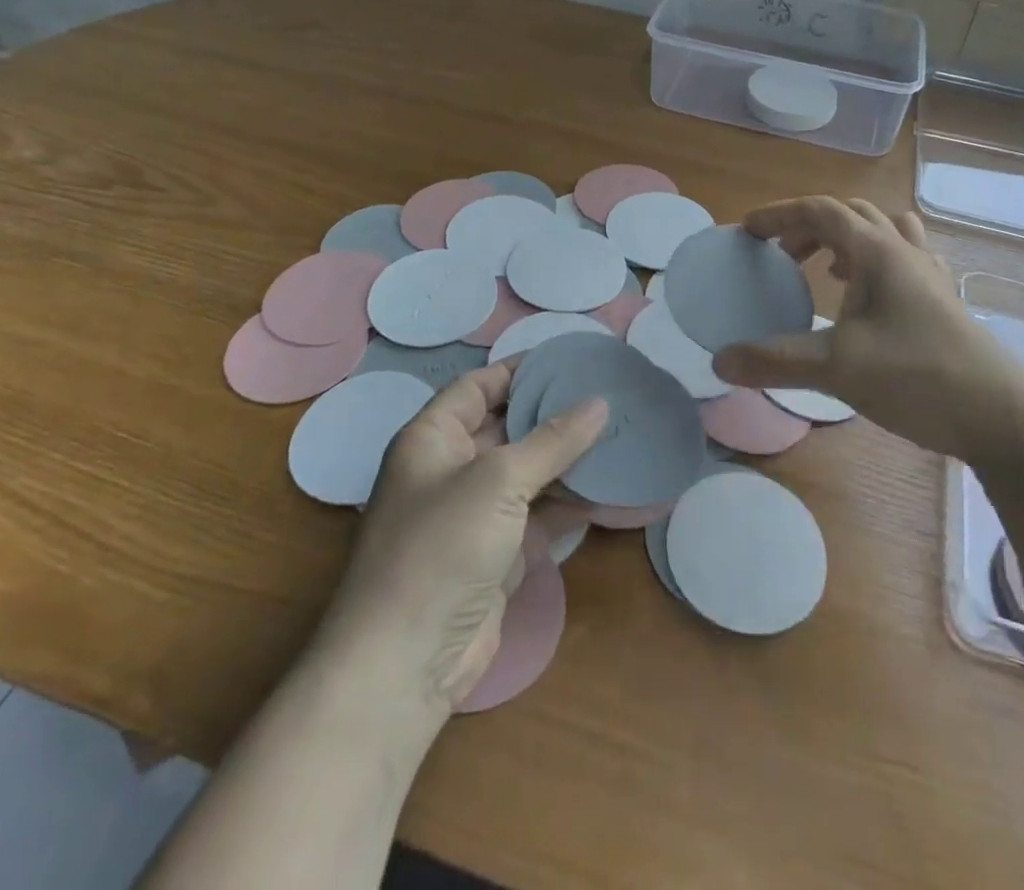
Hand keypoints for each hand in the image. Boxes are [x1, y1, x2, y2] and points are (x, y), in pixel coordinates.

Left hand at [321, 363, 607, 719]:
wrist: (405, 663)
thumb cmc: (441, 547)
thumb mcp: (499, 480)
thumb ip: (552, 440)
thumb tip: (600, 402)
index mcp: (432, 438)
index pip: (479, 386)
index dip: (521, 370)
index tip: (570, 359)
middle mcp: (450, 469)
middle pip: (507, 427)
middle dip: (552, 413)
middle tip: (606, 394)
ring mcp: (473, 515)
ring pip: (527, 472)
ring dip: (567, 458)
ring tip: (618, 433)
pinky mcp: (495, 554)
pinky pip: (538, 514)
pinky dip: (569, 501)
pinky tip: (609, 488)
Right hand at [711, 197, 1023, 469]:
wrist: (1004, 417)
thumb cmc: (919, 377)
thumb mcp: (838, 368)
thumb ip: (775, 361)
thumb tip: (719, 360)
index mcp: (878, 252)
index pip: (820, 211)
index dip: (779, 215)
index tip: (746, 231)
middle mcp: (905, 252)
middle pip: (850, 214)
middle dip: (808, 226)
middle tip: (780, 255)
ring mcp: (929, 276)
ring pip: (883, 231)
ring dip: (845, 238)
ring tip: (824, 270)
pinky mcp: (943, 302)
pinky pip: (903, 259)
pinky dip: (873, 262)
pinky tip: (865, 299)